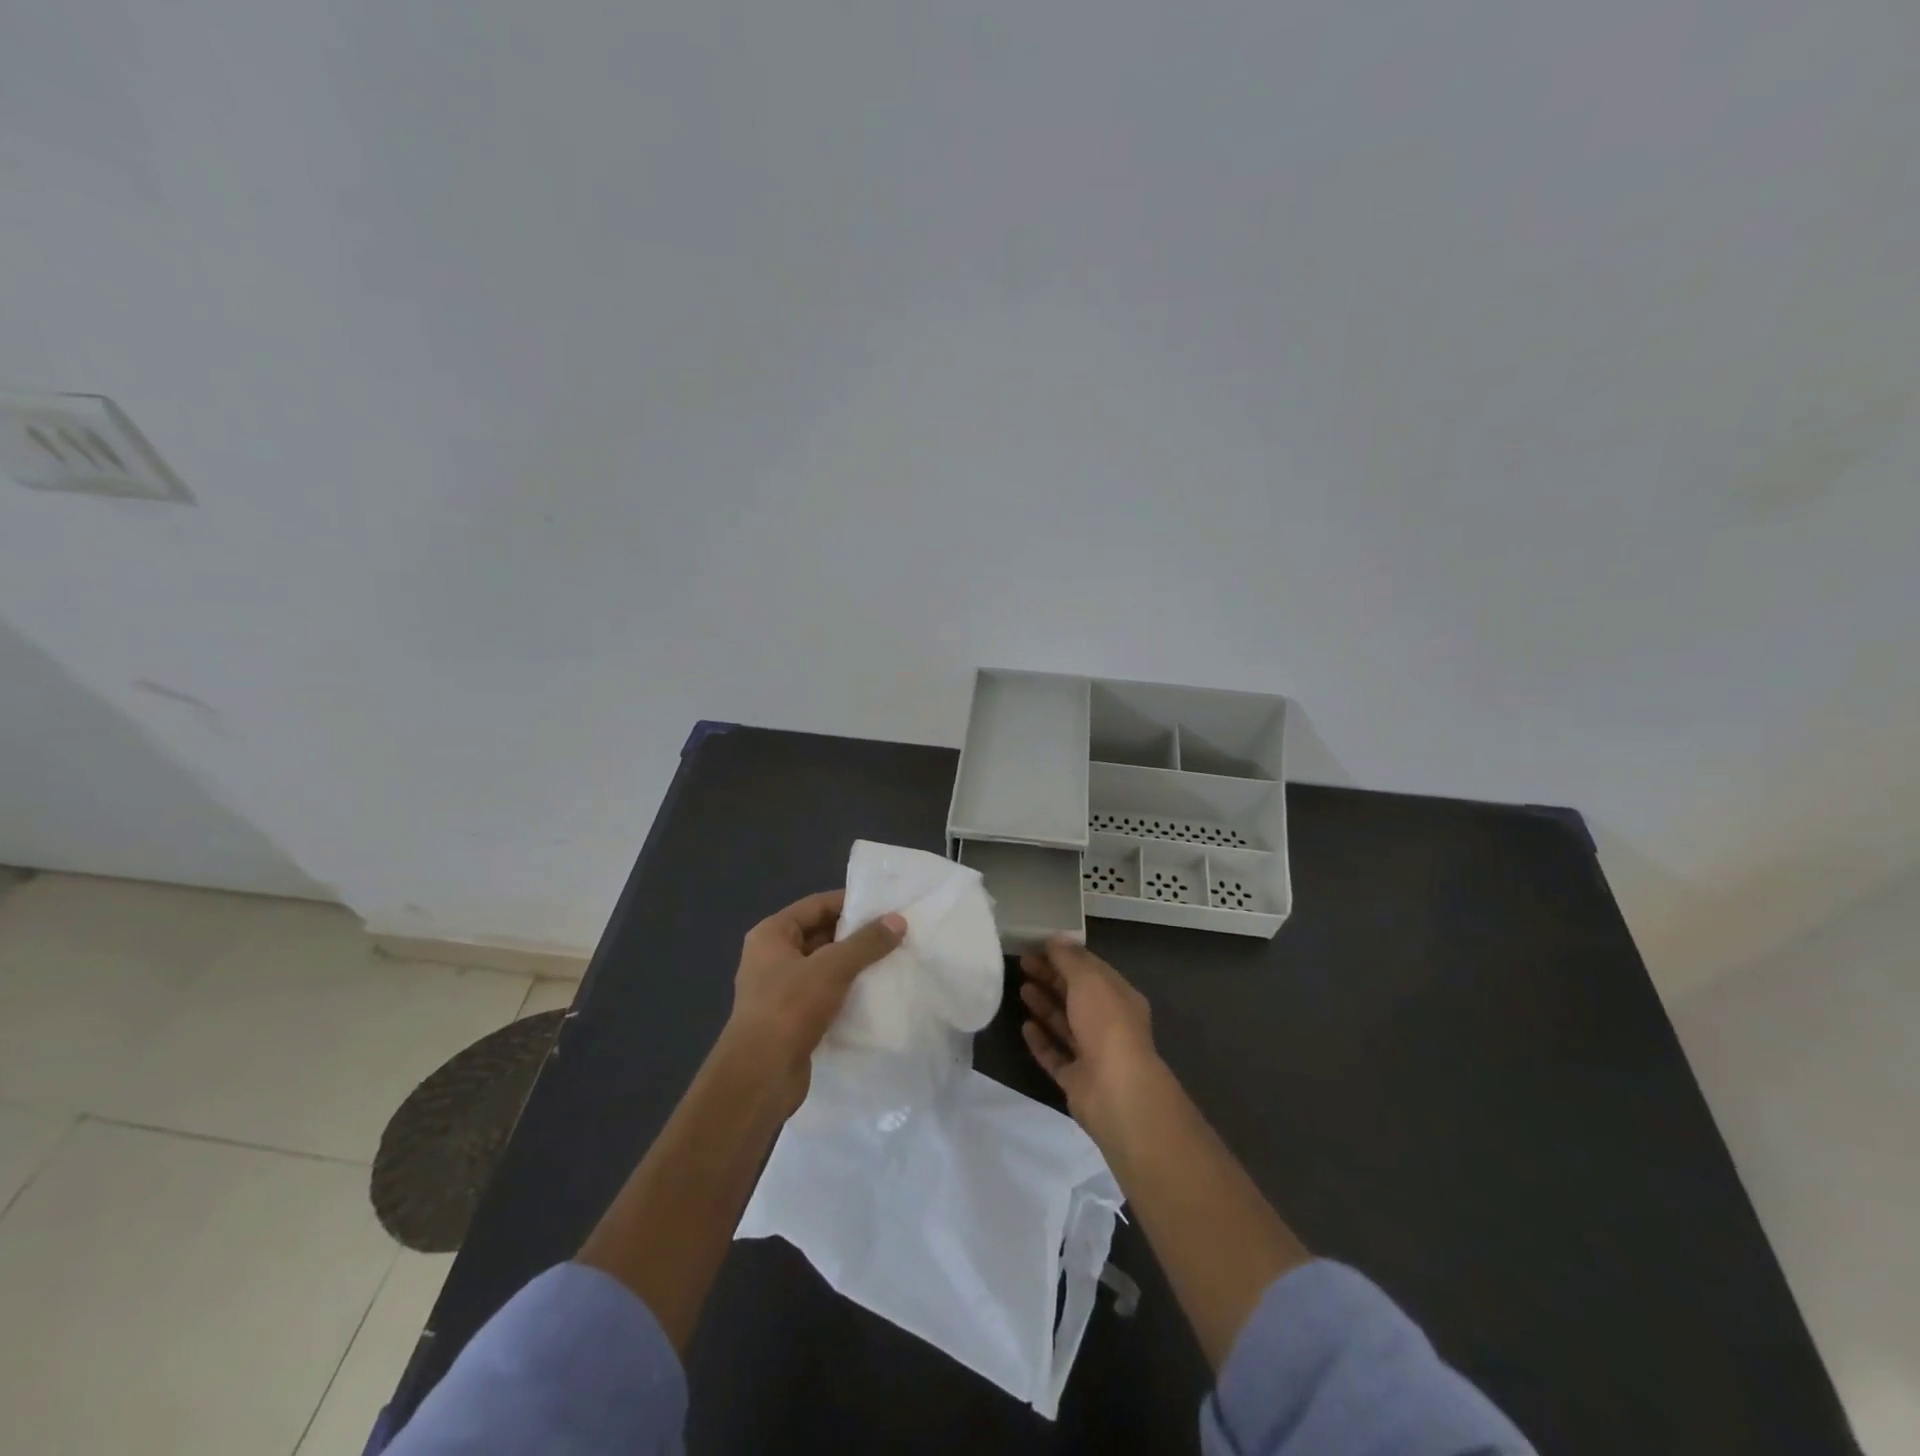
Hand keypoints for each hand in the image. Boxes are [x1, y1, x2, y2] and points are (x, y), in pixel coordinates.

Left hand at [721, 890, 905, 1113]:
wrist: (760, 1076)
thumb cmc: (790, 1008)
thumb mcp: (832, 967)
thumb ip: (866, 942)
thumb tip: (897, 920)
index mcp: (771, 935)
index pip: (816, 905)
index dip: (850, 902)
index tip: (885, 906)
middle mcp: (772, 957)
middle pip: (820, 935)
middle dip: (855, 935)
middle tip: (894, 933)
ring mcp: (780, 990)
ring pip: (824, 967)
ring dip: (853, 965)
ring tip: (892, 960)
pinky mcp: (791, 1019)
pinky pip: (824, 994)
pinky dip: (846, 991)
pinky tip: (875, 993)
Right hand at [1020, 936, 1166, 1148]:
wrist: (1116, 1091)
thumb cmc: (1106, 1024)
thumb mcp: (1088, 980)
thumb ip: (1069, 959)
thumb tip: (1055, 938)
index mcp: (1120, 997)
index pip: (1091, 970)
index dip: (1065, 956)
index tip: (1037, 945)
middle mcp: (1109, 1023)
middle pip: (1076, 995)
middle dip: (1051, 977)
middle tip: (1023, 963)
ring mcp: (1093, 1053)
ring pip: (1065, 1024)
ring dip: (1045, 1005)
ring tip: (1021, 988)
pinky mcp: (1077, 1079)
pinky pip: (1056, 1055)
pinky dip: (1041, 1041)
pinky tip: (1025, 1027)